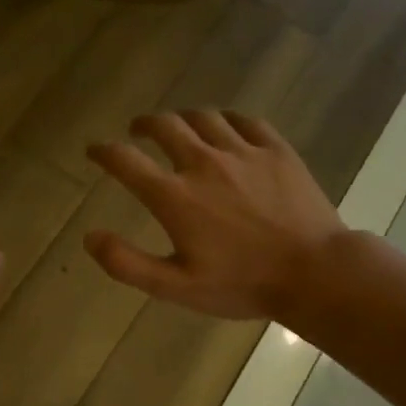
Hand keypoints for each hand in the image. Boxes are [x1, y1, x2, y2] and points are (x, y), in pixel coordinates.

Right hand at [84, 110, 347, 320]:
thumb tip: (90, 237)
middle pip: (165, 126)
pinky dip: (226, 119)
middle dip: (144, 124)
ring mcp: (243, 152)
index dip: (103, 151)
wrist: (315, 273)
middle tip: (137, 130)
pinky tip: (225, 127)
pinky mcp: (276, 150)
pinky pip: (245, 120)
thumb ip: (127, 263)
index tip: (94, 150)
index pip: (126, 161)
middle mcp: (203, 163)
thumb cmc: (242, 284)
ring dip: (182, 118)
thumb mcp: (176, 287)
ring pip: (203, 117)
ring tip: (178, 126)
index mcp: (175, 196)